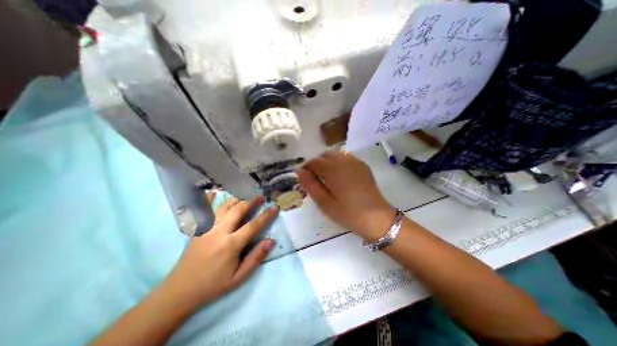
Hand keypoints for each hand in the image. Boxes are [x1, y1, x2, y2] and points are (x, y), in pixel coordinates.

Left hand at [160, 193, 275, 309]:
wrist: (179, 291)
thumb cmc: (213, 285)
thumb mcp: (238, 277)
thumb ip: (255, 258)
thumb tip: (270, 241)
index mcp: (231, 245)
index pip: (253, 225)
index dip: (266, 215)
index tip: (274, 207)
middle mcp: (219, 232)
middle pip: (238, 210)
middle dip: (251, 201)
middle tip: (260, 196)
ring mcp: (206, 228)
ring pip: (223, 207)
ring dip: (236, 199)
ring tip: (245, 194)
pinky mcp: (197, 229)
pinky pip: (204, 211)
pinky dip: (209, 199)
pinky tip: (213, 191)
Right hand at [297, 150, 394, 242]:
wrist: (376, 218)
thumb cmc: (347, 213)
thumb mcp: (324, 202)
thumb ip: (310, 185)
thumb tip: (300, 172)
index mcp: (333, 169)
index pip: (314, 162)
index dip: (306, 168)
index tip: (304, 178)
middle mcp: (344, 161)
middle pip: (325, 155)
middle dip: (317, 163)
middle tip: (315, 179)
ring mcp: (355, 162)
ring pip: (336, 155)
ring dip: (328, 162)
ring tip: (327, 177)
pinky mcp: (363, 166)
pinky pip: (346, 158)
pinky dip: (338, 163)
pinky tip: (340, 176)